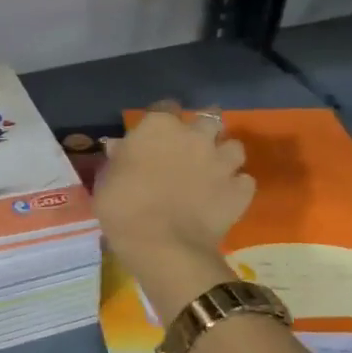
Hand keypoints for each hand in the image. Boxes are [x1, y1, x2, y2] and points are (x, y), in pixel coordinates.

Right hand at [94, 102, 254, 269]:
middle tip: (189, 148)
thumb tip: (120, 147)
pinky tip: (223, 197)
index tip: (154, 135)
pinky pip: (244, 181)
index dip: (161, 120)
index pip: (164, 107)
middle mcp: (195, 136)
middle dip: (201, 131)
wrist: (163, 246)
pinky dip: (235, 186)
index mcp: (159, 127)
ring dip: (223, 155)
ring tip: (212, 171)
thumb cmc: (123, 208)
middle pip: (208, 119)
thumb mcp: (107, 180)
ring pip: (233, 146)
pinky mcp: (241, 190)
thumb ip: (119, 159)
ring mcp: (222, 162)